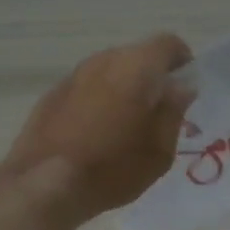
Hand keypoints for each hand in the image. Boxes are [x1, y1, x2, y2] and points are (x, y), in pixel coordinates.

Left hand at [0, 34, 194, 224]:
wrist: (43, 184)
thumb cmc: (112, 169)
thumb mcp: (159, 151)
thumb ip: (173, 112)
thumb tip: (180, 88)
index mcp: (136, 66)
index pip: (168, 44)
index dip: (182, 62)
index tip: (185, 88)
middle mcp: (102, 60)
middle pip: (136, 56)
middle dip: (151, 78)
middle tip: (157, 113)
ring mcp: (72, 76)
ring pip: (108, 72)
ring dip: (122, 90)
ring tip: (125, 126)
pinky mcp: (51, 96)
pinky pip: (85, 90)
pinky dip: (97, 102)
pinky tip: (94, 134)